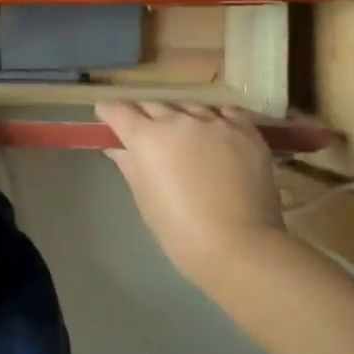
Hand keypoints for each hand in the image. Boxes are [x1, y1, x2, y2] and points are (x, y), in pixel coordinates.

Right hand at [96, 102, 280, 277]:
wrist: (241, 249)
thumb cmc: (181, 232)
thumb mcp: (145, 199)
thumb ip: (129, 165)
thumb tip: (116, 148)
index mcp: (147, 138)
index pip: (118, 110)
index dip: (109, 112)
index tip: (107, 118)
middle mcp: (178, 121)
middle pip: (152, 105)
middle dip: (144, 116)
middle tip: (145, 133)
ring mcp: (215, 122)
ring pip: (188, 108)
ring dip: (180, 119)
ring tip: (185, 138)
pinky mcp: (246, 131)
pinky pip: (226, 113)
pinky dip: (216, 119)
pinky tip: (217, 134)